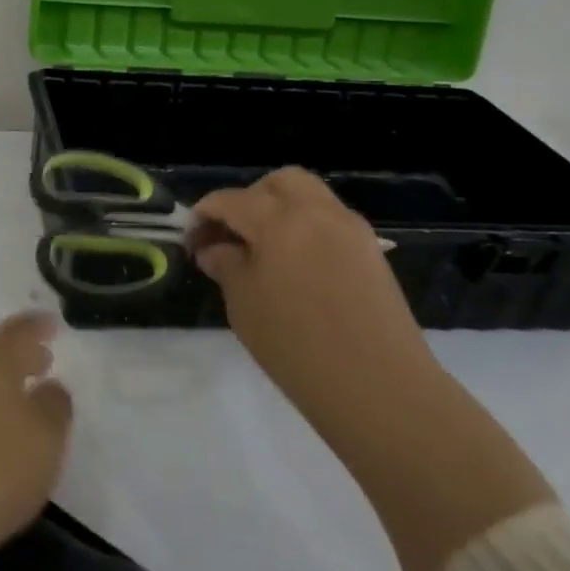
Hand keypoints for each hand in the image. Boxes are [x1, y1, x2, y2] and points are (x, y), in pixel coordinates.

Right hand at [192, 167, 433, 406]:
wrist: (378, 387)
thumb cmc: (296, 345)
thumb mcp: (244, 305)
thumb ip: (226, 266)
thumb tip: (215, 249)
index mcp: (279, 219)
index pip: (231, 200)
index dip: (204, 215)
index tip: (190, 240)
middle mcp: (317, 212)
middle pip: (278, 183)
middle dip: (249, 198)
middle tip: (232, 234)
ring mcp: (350, 229)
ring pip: (310, 196)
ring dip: (281, 209)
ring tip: (264, 249)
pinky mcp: (371, 252)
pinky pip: (331, 222)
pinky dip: (307, 229)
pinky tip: (295, 266)